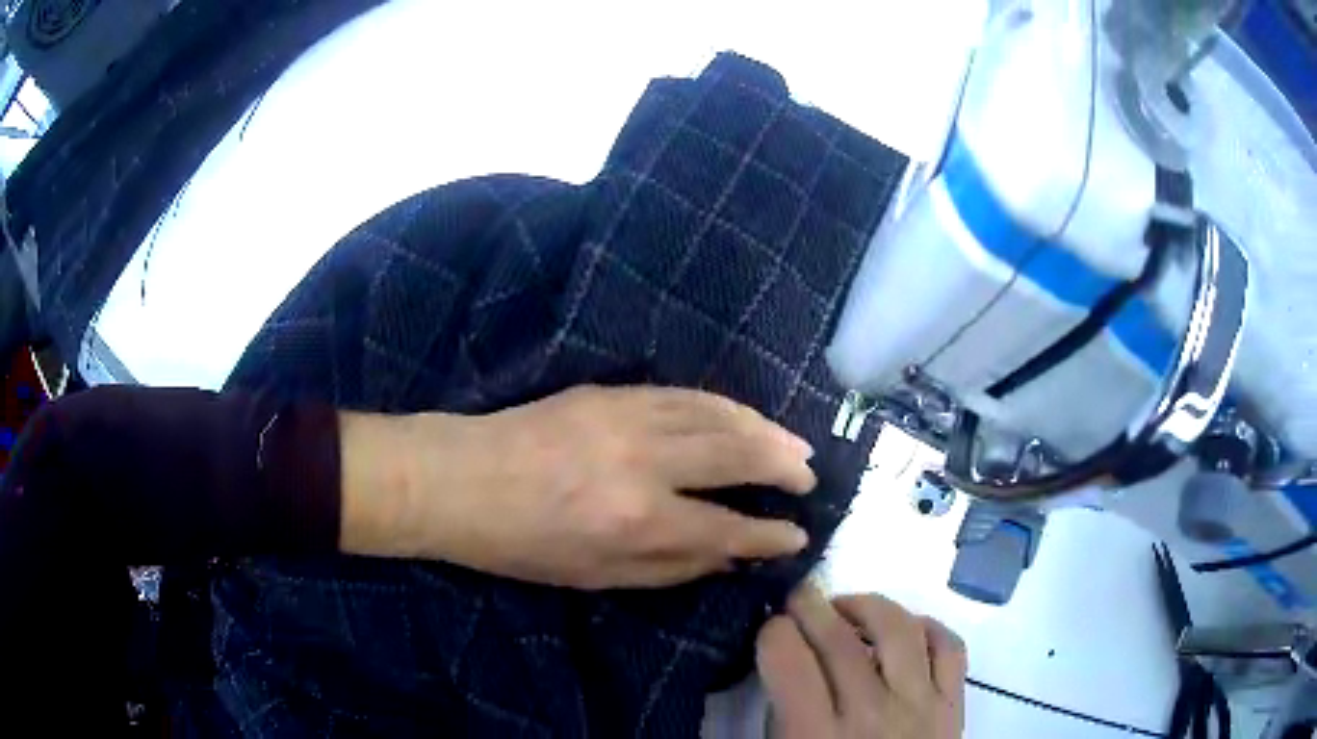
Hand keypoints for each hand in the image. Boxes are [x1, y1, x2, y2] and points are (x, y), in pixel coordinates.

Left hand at [339, 385, 816, 588]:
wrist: (462, 480)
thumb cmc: (523, 546)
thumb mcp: (596, 577)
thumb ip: (671, 567)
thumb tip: (730, 556)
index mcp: (636, 522)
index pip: (727, 528)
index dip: (768, 535)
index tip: (797, 535)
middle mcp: (643, 463)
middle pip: (736, 456)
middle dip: (782, 467)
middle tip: (809, 477)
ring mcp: (628, 418)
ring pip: (717, 415)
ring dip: (764, 429)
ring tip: (794, 445)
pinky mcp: (612, 393)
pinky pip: (684, 394)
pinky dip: (724, 405)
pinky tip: (743, 416)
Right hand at [757, 585, 966, 737]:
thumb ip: (780, 717)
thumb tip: (780, 667)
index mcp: (816, 736)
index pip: (789, 660)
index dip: (772, 633)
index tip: (769, 629)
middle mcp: (871, 713)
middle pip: (839, 637)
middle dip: (810, 605)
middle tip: (798, 597)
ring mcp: (920, 705)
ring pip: (899, 629)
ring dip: (868, 606)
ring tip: (848, 608)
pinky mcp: (953, 705)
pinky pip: (950, 647)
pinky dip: (928, 626)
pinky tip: (907, 630)